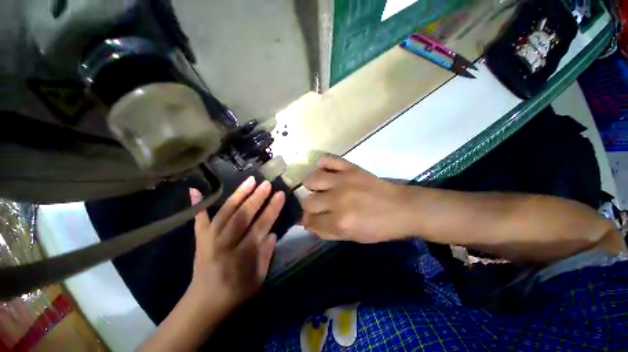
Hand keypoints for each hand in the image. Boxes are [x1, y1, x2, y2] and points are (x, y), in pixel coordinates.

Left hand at [188, 177, 284, 312]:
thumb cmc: (235, 294)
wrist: (203, 305)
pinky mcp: (199, 239)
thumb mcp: (258, 280)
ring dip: (238, 195)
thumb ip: (266, 255)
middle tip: (266, 184)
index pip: (260, 227)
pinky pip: (199, 220)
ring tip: (250, 180)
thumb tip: (273, 233)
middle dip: (256, 198)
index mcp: (242, 256)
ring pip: (224, 213)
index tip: (280, 194)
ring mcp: (209, 240)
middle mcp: (224, 245)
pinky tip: (195, 189)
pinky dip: (197, 204)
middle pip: (242, 217)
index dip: (271, 210)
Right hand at [301, 155, 408, 242]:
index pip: (309, 221)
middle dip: (309, 206)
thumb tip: (308, 224)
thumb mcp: (351, 237)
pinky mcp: (350, 167)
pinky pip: (327, 159)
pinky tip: (326, 172)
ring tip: (320, 188)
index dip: (307, 221)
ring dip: (312, 186)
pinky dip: (323, 165)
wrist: (402, 208)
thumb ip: (326, 232)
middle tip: (318, 206)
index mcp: (339, 222)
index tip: (310, 219)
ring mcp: (343, 181)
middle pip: (307, 201)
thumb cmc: (378, 228)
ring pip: (311, 179)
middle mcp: (337, 200)